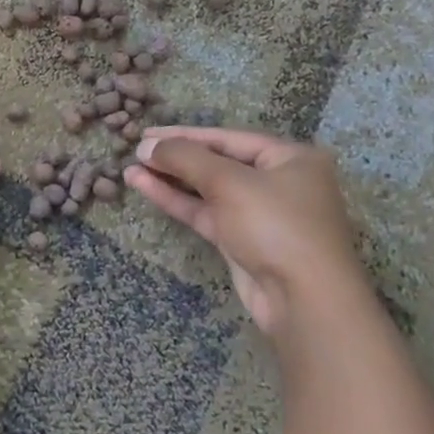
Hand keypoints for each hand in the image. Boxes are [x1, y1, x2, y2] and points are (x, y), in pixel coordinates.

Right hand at [126, 127, 363, 335]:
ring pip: (207, 189)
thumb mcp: (228, 182)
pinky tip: (145, 188)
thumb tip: (147, 145)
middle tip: (136, 151)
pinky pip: (206, 212)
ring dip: (170, 179)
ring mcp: (259, 213)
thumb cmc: (275, 225)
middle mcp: (277, 181)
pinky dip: (177, 200)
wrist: (303, 300)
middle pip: (217, 162)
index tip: (146, 132)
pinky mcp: (242, 240)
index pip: (228, 137)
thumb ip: (186, 157)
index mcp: (290, 157)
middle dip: (175, 157)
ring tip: (130, 170)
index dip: (184, 134)